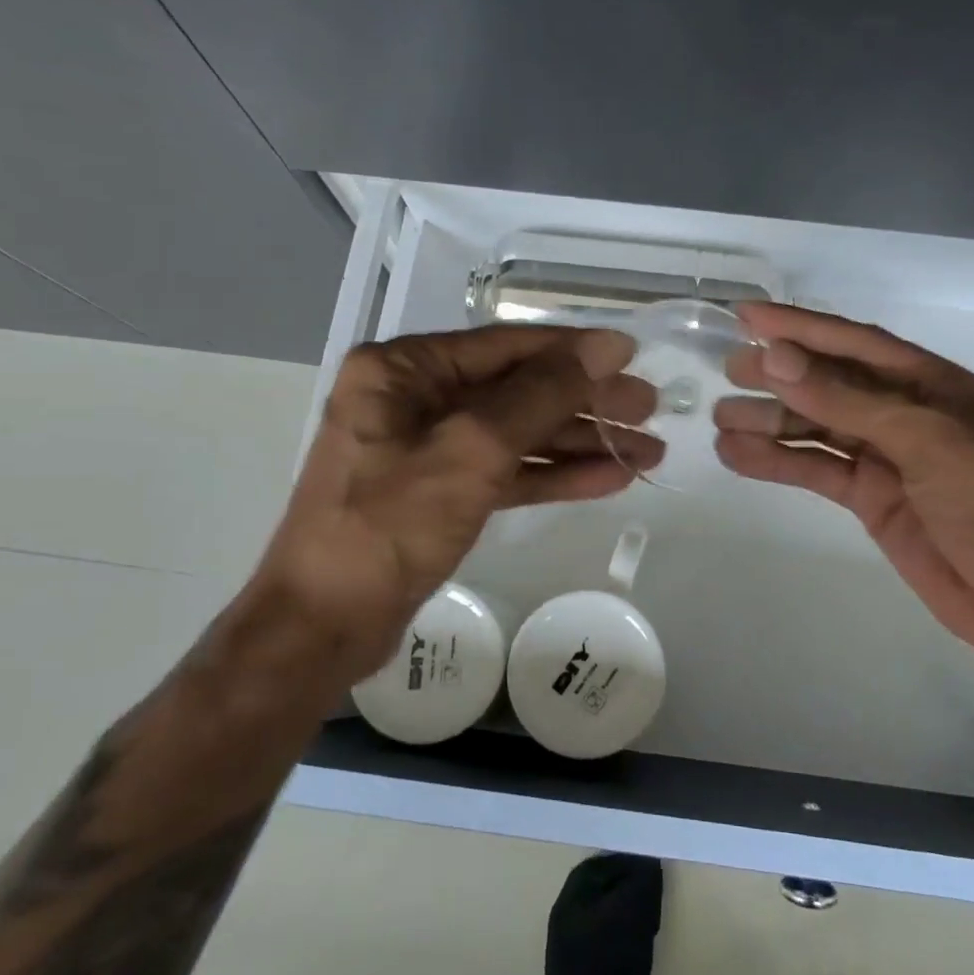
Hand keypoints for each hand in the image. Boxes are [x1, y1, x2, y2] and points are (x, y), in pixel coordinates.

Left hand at [254, 325, 661, 682]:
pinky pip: (506, 472)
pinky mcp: (441, 492)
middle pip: (518, 390)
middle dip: (586, 403)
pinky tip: (609, 479)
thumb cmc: (389, 526)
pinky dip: (554, 476)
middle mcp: (414, 397)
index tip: (633, 356)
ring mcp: (428, 447)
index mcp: (404, 369)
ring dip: (580, 443)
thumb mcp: (472, 450)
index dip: (575, 351)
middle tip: (651, 410)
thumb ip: (542, 394)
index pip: (506, 346)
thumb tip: (606, 348)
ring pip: (518, 434)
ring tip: (648, 451)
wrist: (322, 628)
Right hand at [713, 302, 973, 669]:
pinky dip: (778, 463)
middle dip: (780, 374)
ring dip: (771, 422)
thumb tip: (777, 358)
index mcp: (935, 385)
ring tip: (721, 418)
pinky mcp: (874, 501)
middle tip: (727, 370)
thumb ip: (848, 401)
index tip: (747, 317)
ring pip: (818, 429)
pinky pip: (818, 472)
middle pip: (832, 384)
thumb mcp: (928, 441)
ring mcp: (890, 460)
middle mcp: (909, 414)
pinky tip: (737, 458)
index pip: (857, 344)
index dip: (801, 327)